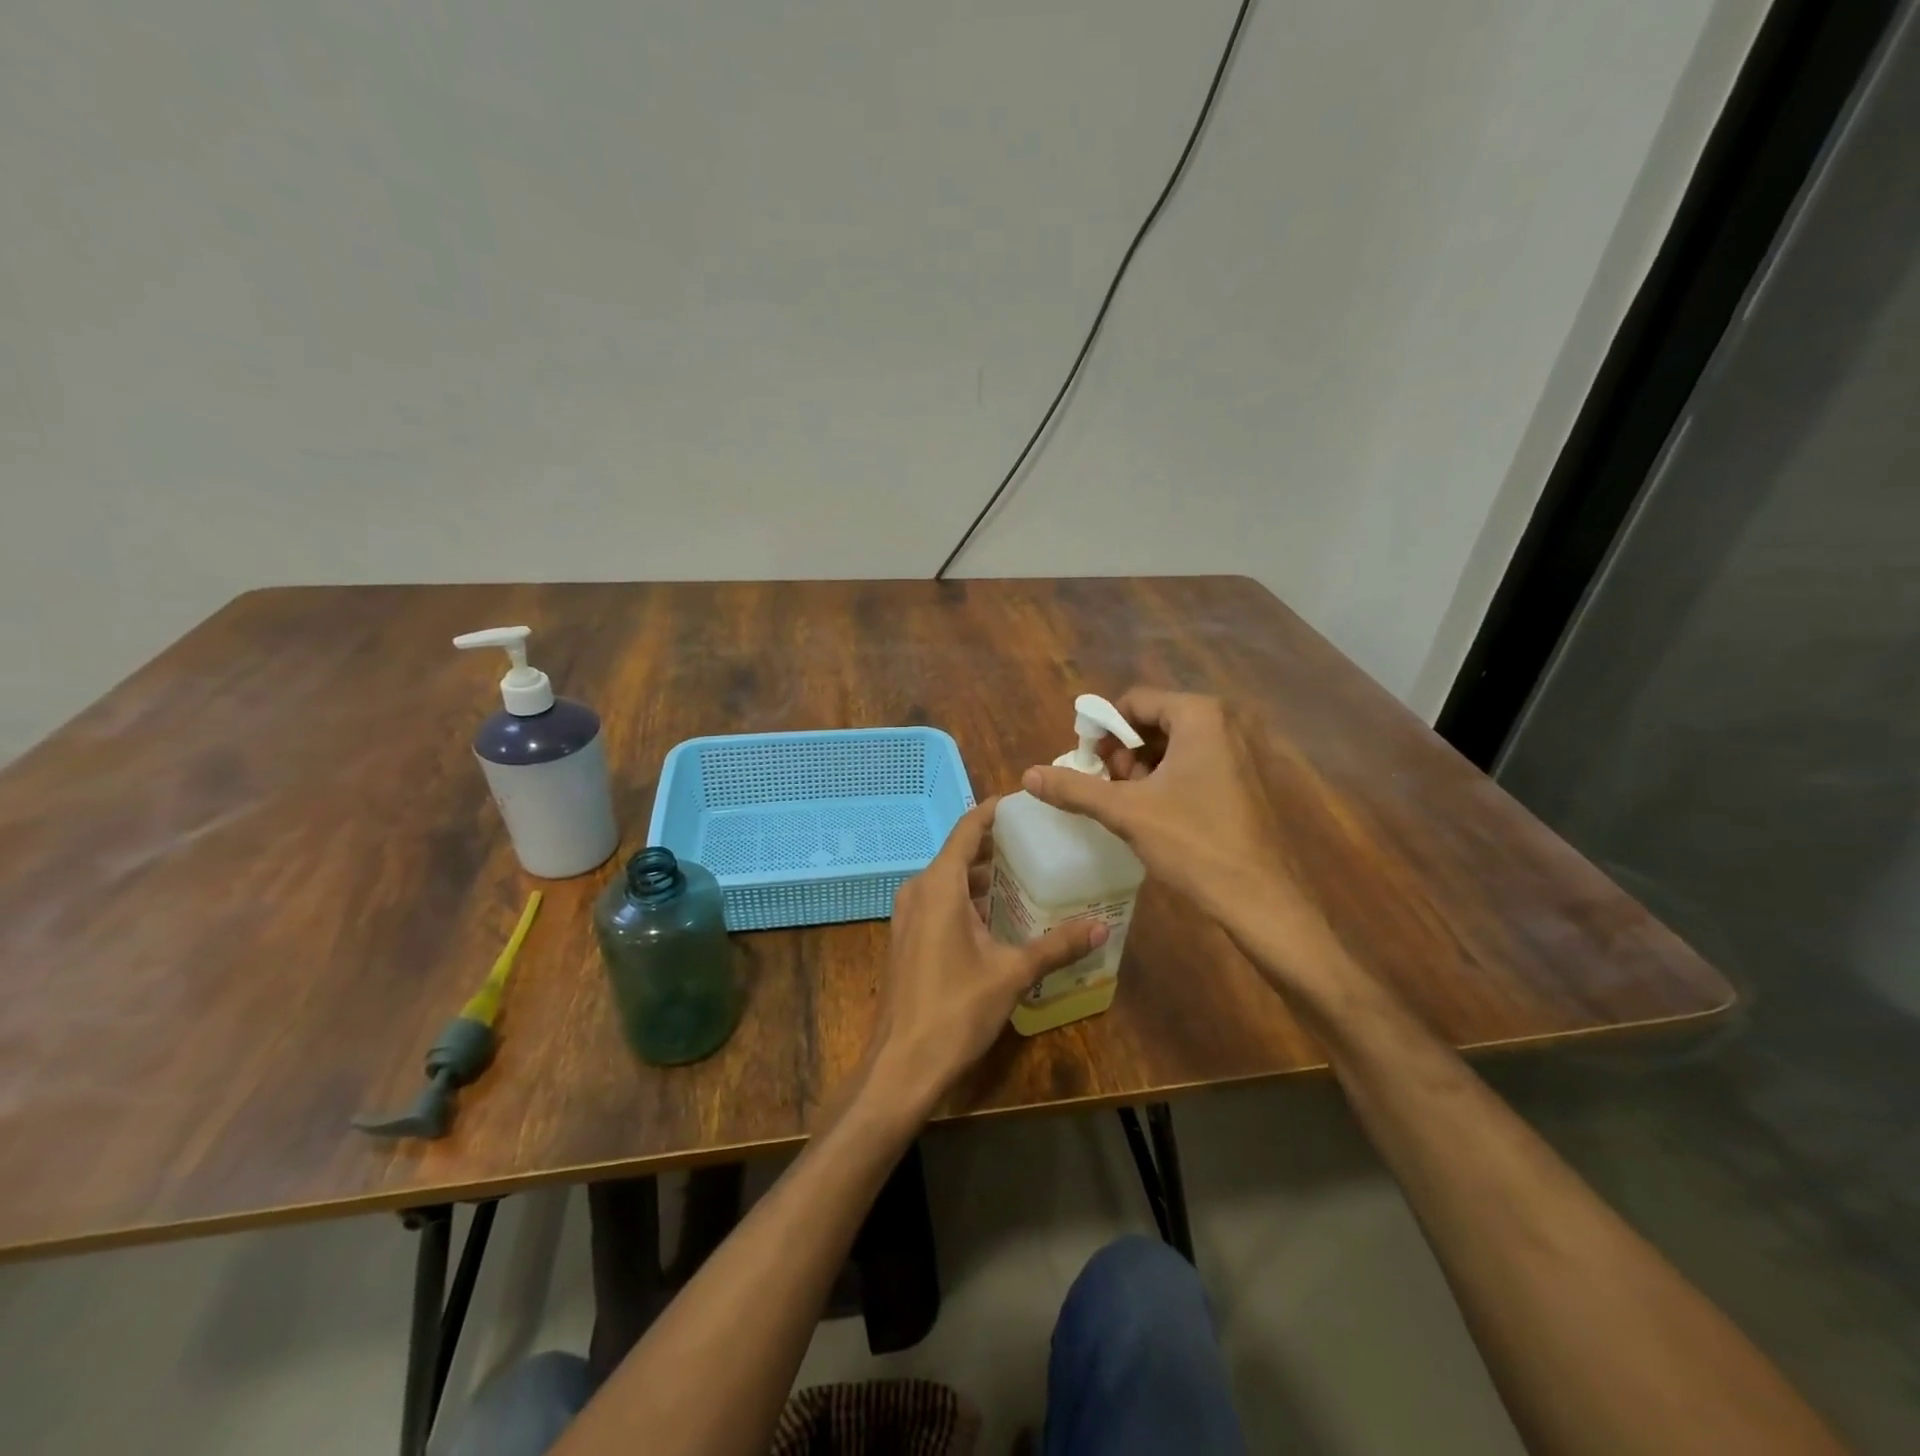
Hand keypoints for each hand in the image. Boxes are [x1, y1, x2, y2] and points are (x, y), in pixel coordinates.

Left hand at [869, 799, 1106, 1106]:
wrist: (902, 1064)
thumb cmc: (956, 1009)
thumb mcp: (1012, 973)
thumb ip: (1056, 945)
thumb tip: (1102, 927)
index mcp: (939, 885)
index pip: (967, 828)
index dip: (994, 811)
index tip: (1024, 802)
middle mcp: (919, 890)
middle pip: (959, 852)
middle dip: (996, 844)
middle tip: (1039, 841)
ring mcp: (909, 914)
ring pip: (950, 879)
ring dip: (983, 874)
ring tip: (1027, 874)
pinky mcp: (908, 937)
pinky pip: (940, 901)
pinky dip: (969, 897)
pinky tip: (1000, 913)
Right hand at [1021, 690, 1347, 996]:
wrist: (1258, 898)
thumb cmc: (1193, 843)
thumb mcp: (1126, 812)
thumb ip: (1075, 788)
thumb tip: (1028, 775)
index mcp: (1199, 715)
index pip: (1133, 701)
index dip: (1102, 730)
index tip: (1087, 765)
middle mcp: (1223, 722)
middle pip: (1152, 720)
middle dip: (1123, 752)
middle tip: (1109, 789)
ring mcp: (1238, 750)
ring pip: (1171, 744)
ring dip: (1141, 768)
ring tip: (1128, 805)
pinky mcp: (1242, 777)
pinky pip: (1192, 762)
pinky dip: (1165, 779)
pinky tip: (1154, 813)